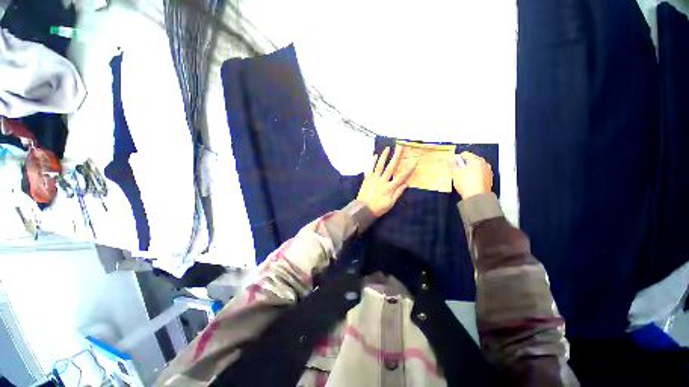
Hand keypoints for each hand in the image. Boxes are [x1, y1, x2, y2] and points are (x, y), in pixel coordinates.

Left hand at [357, 146, 414, 216]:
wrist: (363, 209)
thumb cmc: (378, 208)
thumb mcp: (391, 203)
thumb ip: (398, 192)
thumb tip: (407, 183)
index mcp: (389, 187)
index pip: (401, 177)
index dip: (408, 169)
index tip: (414, 161)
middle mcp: (382, 181)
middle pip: (390, 167)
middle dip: (396, 157)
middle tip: (400, 147)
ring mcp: (374, 179)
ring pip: (379, 166)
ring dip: (383, 156)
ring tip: (387, 148)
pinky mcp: (367, 179)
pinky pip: (370, 169)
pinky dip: (372, 162)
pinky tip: (375, 156)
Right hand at [449, 151, 492, 198]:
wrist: (477, 197)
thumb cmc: (466, 184)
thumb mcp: (455, 173)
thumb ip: (452, 164)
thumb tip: (451, 159)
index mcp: (476, 160)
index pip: (465, 154)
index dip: (457, 159)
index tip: (453, 164)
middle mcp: (484, 163)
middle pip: (471, 161)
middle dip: (464, 165)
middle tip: (457, 171)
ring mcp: (487, 171)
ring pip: (475, 167)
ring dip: (469, 170)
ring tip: (462, 178)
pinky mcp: (488, 179)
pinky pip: (479, 174)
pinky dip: (474, 176)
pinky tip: (468, 182)